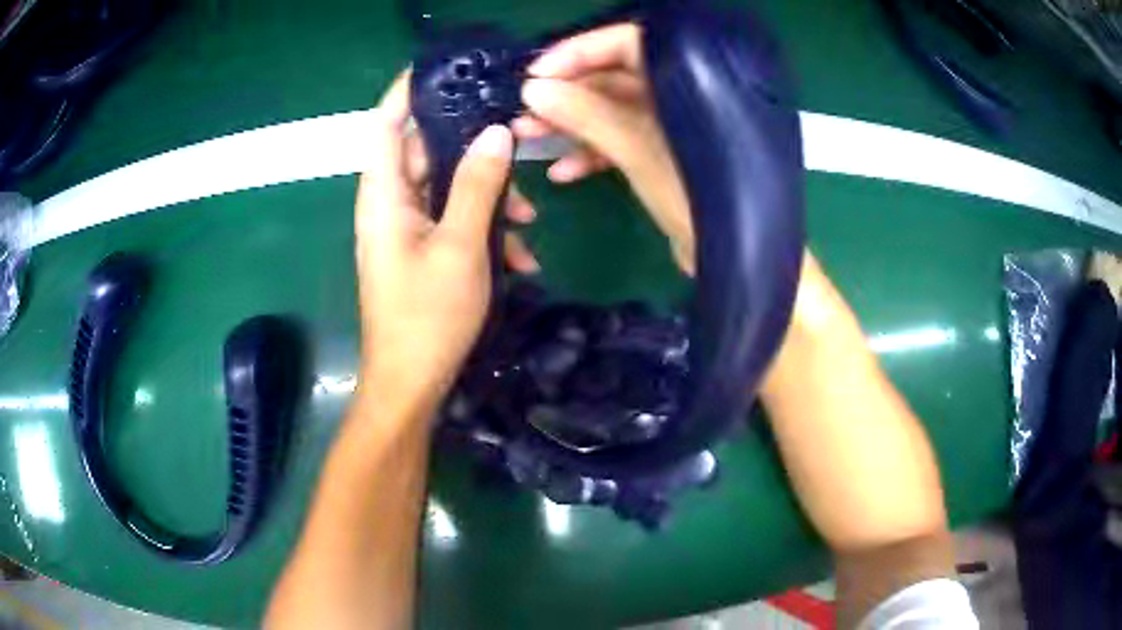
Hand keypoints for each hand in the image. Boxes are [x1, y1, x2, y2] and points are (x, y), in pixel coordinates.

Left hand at [354, 71, 533, 406]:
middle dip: (474, 149)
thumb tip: (496, 133)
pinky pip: (452, 221)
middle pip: (426, 150)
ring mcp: (405, 229)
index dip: (408, 90)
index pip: (385, 122)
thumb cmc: (427, 316)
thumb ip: (476, 184)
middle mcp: (390, 203)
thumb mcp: (460, 245)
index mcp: (384, 194)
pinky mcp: (421, 251)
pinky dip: (483, 229)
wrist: (411, 384)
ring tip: (528, 221)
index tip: (448, 70)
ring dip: (488, 197)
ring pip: (447, 187)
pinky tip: (518, 258)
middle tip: (518, 146)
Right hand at [514, 23, 695, 273]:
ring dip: (571, 123)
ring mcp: (671, 129)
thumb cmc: (696, 200)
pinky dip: (593, 154)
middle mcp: (681, 96)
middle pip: (615, 77)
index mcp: (689, 80)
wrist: (729, 260)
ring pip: (613, 112)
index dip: (579, 52)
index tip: (536, 75)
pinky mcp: (665, 158)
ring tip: (528, 138)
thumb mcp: (639, 152)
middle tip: (524, 111)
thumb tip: (534, 89)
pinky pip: (623, 143)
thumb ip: (587, 115)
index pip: (629, 43)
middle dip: (566, 93)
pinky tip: (562, 174)